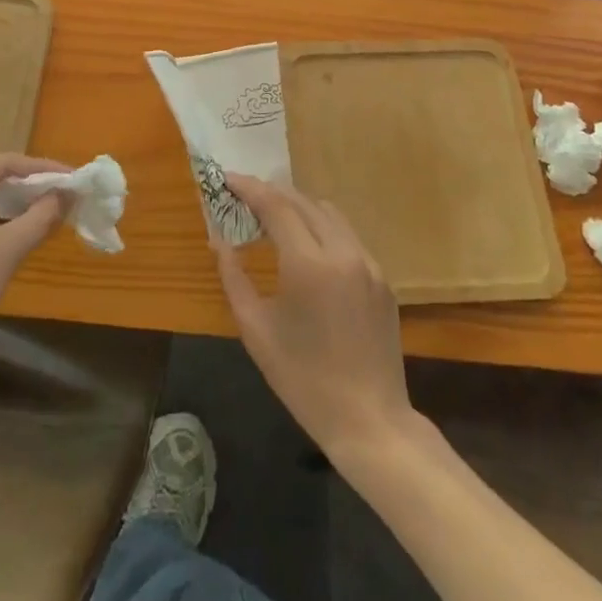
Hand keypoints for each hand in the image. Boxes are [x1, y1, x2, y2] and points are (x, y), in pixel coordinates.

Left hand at [0, 153, 68, 378]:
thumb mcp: (6, 250)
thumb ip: (41, 216)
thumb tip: (67, 193)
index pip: (3, 163)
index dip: (43, 169)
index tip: (74, 179)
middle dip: (30, 187)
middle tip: (64, 196)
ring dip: (15, 206)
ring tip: (48, 215)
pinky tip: (19, 236)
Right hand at [214, 175, 417, 463]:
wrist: (370, 422)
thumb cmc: (304, 380)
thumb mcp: (256, 330)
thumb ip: (234, 277)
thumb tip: (218, 240)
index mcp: (309, 263)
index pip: (276, 205)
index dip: (249, 187)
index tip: (227, 179)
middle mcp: (342, 252)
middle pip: (303, 201)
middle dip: (271, 193)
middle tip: (244, 197)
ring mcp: (368, 263)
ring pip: (329, 214)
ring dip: (298, 207)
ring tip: (273, 219)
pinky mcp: (382, 279)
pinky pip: (347, 237)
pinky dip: (321, 228)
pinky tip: (307, 249)